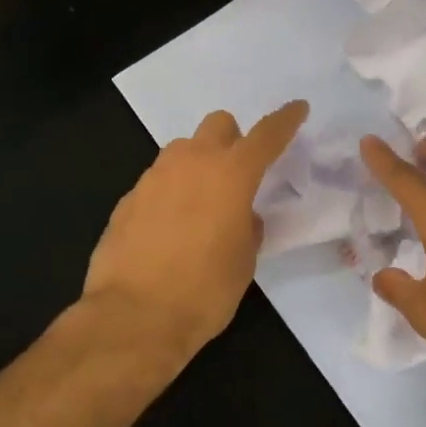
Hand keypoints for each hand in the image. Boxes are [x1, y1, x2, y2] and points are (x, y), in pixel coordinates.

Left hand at [83, 101, 308, 365]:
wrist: (134, 317)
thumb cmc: (204, 291)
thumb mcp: (244, 261)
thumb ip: (248, 227)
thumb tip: (241, 217)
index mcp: (231, 174)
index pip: (266, 135)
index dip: (286, 120)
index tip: (297, 109)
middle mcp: (191, 163)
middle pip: (218, 125)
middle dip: (232, 139)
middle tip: (237, 174)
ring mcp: (154, 177)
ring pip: (183, 150)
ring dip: (198, 165)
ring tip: (201, 206)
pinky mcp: (127, 199)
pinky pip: (157, 181)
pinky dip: (170, 193)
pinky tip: (169, 229)